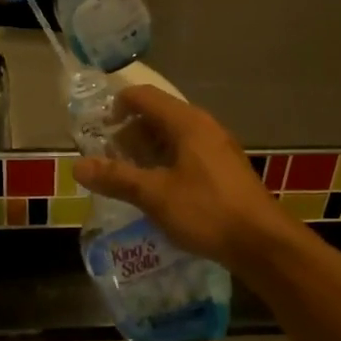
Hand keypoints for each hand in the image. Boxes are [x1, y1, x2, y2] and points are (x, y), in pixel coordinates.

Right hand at [72, 86, 289, 267]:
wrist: (262, 242)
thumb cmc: (207, 211)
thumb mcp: (155, 195)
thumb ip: (116, 178)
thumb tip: (77, 166)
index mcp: (187, 122)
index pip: (144, 97)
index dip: (116, 106)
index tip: (96, 130)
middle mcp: (203, 127)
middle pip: (158, 116)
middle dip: (128, 133)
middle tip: (107, 159)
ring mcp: (217, 148)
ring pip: (172, 138)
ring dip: (146, 152)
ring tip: (126, 177)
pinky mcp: (223, 170)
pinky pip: (186, 155)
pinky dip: (165, 164)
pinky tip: (155, 191)